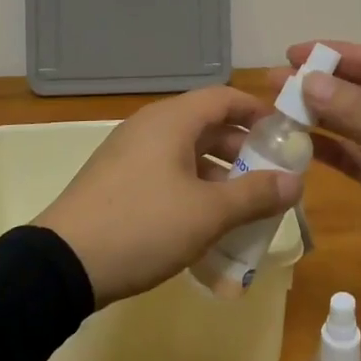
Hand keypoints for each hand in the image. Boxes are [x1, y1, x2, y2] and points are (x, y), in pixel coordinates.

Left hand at [33, 87, 303, 306]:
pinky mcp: (117, 181)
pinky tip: (205, 222)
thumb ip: (255, 195)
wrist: (64, 263)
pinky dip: (193, 187)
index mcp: (171, 120)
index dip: (257, 111)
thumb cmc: (144, 226)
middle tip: (271, 176)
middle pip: (206, 124)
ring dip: (219, 173)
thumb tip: (296, 182)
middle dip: (242, 149)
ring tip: (245, 205)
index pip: (223, 97)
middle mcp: (150, 127)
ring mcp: (129, 154)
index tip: (285, 134)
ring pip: (186, 152)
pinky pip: (167, 172)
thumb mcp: (208, 213)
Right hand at [286, 41, 360, 291]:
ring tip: (278, 112)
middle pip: (359, 90)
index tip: (291, 53)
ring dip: (320, 118)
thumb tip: (309, 79)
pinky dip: (331, 152)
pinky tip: (300, 147)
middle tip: (274, 85)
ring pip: (353, 125)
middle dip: (320, 86)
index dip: (333, 54)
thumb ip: (358, 112)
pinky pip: (356, 158)